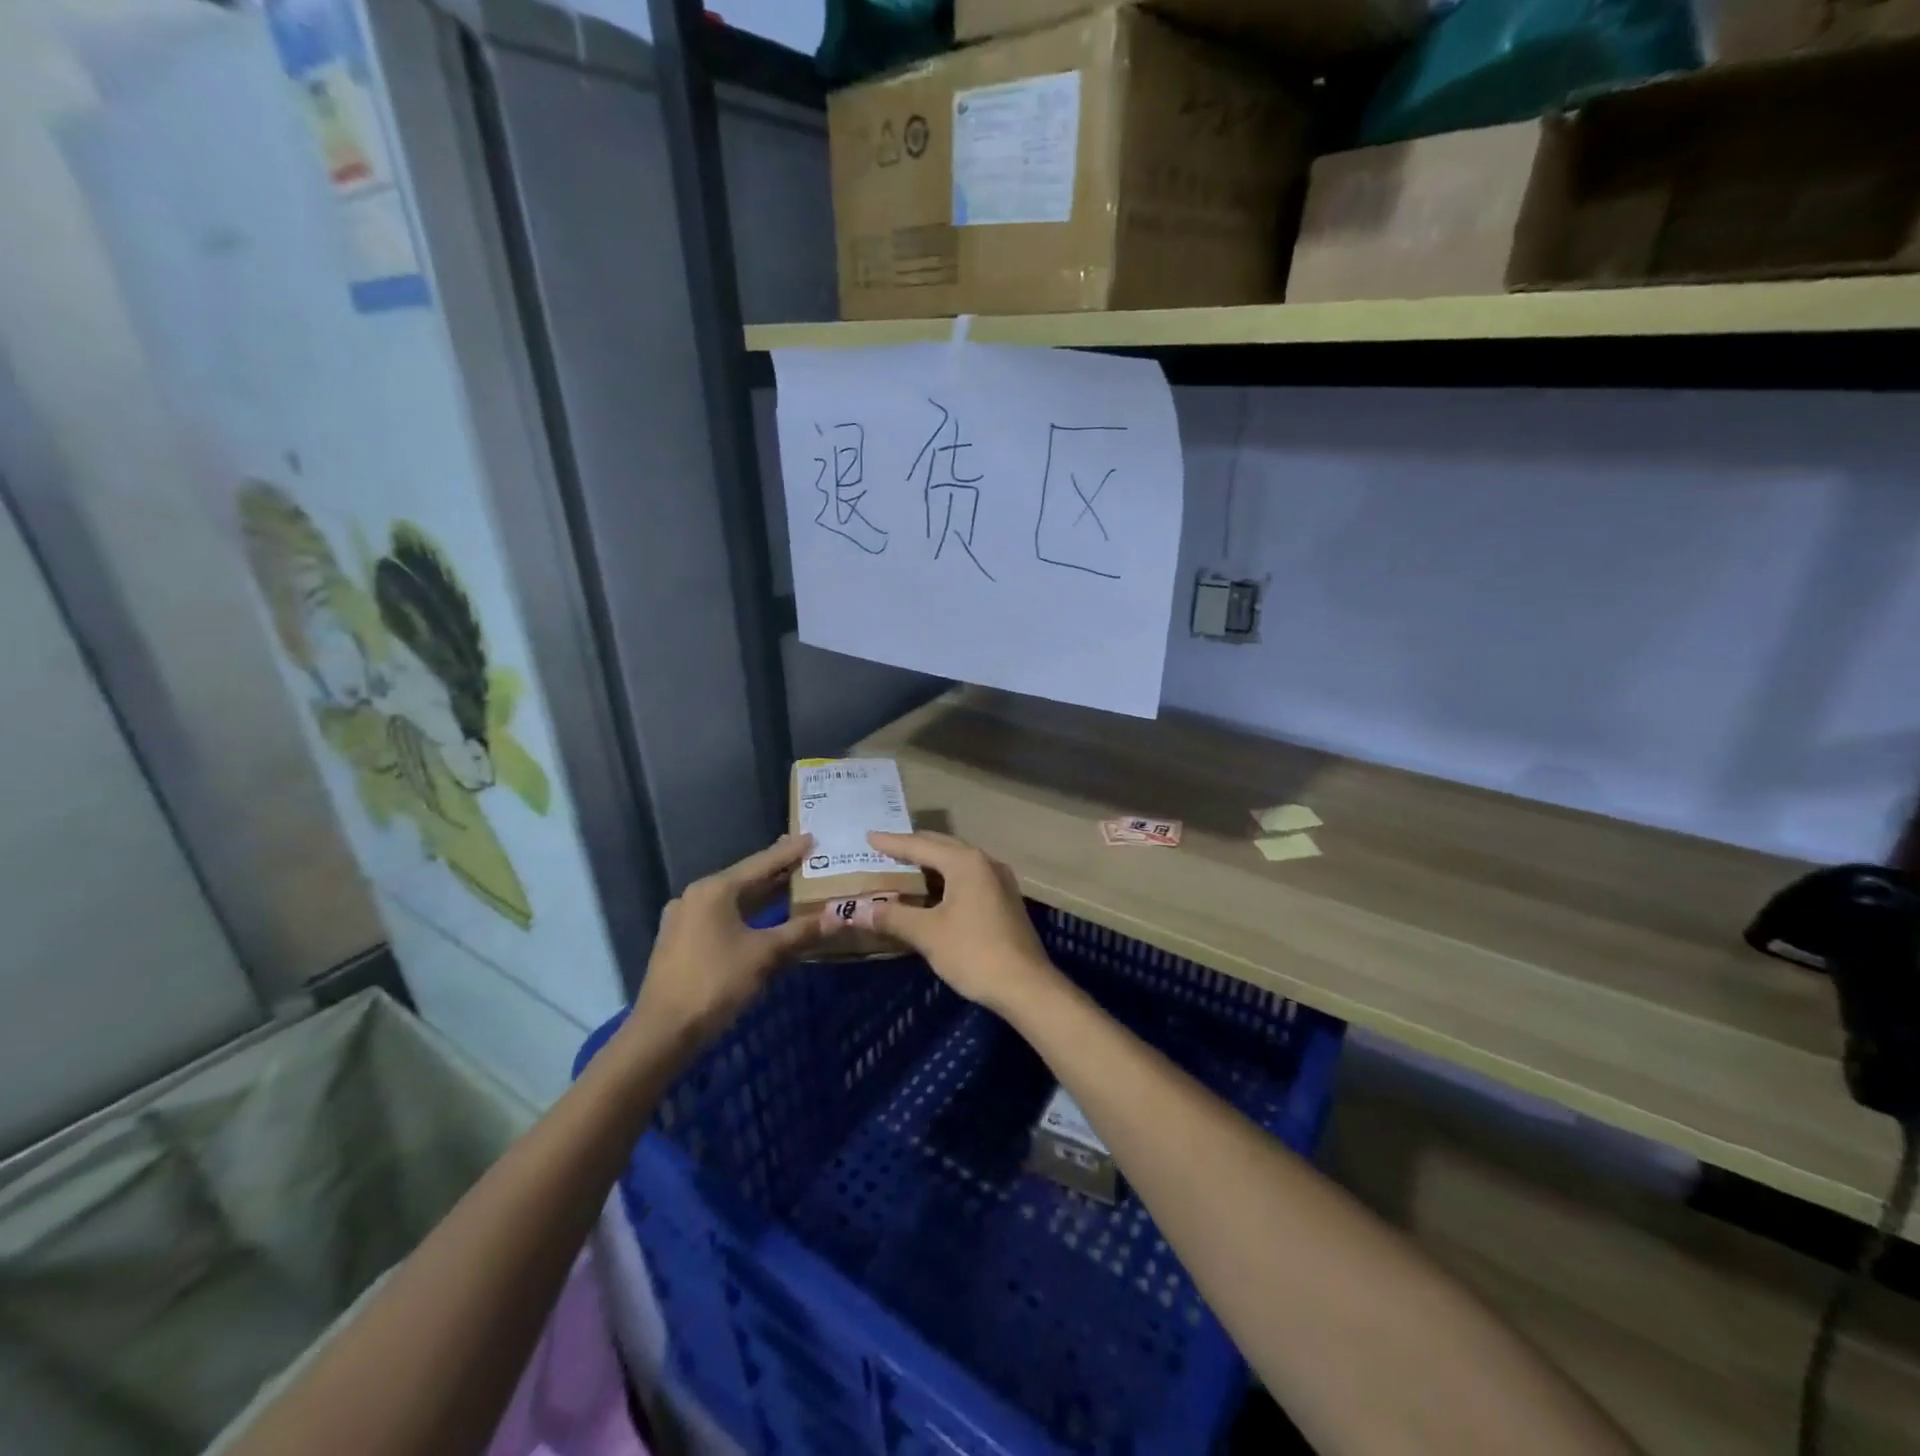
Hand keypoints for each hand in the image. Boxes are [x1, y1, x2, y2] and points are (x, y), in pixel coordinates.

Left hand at [628, 834, 822, 1055]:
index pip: (760, 864)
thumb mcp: (764, 955)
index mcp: (714, 890)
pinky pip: (720, 917)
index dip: (789, 852)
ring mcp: (684, 919)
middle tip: (806, 860)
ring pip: (731, 900)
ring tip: (789, 886)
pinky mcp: (680, 941)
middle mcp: (695, 896)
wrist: (663, 1032)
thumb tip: (838, 917)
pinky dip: (745, 914)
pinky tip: (762, 919)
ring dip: (761, 895)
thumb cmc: (715, 983)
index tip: (812, 838)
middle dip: (776, 872)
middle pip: (744, 879)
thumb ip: (801, 932)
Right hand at [842, 831, 1061, 1014]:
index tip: (869, 837)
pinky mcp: (1005, 899)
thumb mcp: (927, 934)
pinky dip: (946, 879)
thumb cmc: (973, 952)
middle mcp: (985, 862)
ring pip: (957, 862)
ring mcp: (999, 880)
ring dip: (931, 864)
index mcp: (965, 862)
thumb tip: (856, 910)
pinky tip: (933, 892)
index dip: (892, 843)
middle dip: (913, 847)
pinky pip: (969, 877)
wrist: (1026, 985)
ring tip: (905, 867)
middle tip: (884, 848)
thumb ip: (892, 916)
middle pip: (942, 847)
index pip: (920, 846)